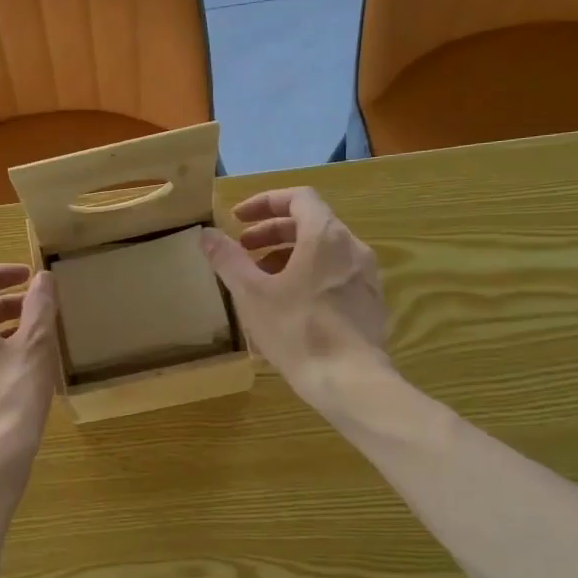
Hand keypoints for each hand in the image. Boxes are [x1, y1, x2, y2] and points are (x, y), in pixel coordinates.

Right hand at [200, 187, 392, 418]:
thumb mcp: (251, 293)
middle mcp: (353, 248)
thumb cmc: (297, 329)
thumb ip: (228, 259)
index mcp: (326, 236)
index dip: (265, 203)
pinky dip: (309, 276)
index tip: (239, 220)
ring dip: (289, 256)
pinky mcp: (370, 304)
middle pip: (311, 224)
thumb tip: (206, 234)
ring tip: (261, 280)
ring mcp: (366, 277)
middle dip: (272, 233)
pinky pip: (335, 276)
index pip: (298, 197)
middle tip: (243, 250)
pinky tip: (289, 306)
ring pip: (324, 252)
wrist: (350, 380)